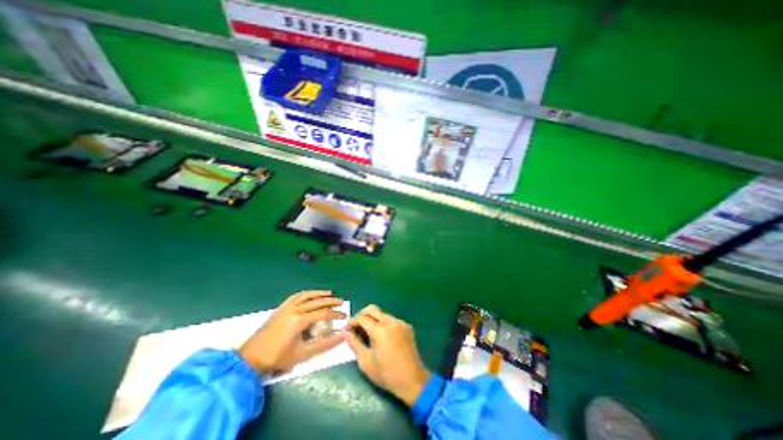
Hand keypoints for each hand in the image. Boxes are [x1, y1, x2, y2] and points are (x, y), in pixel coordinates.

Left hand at [239, 290, 344, 372]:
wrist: (250, 358)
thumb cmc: (277, 358)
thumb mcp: (303, 354)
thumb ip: (324, 344)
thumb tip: (341, 335)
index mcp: (300, 320)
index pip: (323, 313)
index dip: (335, 314)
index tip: (344, 316)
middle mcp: (295, 309)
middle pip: (317, 301)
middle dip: (331, 301)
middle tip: (341, 302)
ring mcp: (286, 307)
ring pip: (307, 295)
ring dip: (319, 293)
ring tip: (329, 293)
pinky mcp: (280, 308)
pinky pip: (296, 296)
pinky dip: (306, 293)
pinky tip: (310, 294)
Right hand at [346, 306, 429, 405]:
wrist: (412, 379)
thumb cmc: (386, 374)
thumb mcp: (366, 362)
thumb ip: (354, 344)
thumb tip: (345, 332)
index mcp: (380, 330)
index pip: (362, 318)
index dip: (351, 321)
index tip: (346, 329)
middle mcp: (390, 321)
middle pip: (372, 309)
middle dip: (361, 315)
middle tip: (355, 326)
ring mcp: (400, 322)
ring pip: (382, 313)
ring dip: (372, 319)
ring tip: (367, 332)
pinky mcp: (406, 325)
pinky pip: (391, 319)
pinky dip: (383, 323)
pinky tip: (382, 336)